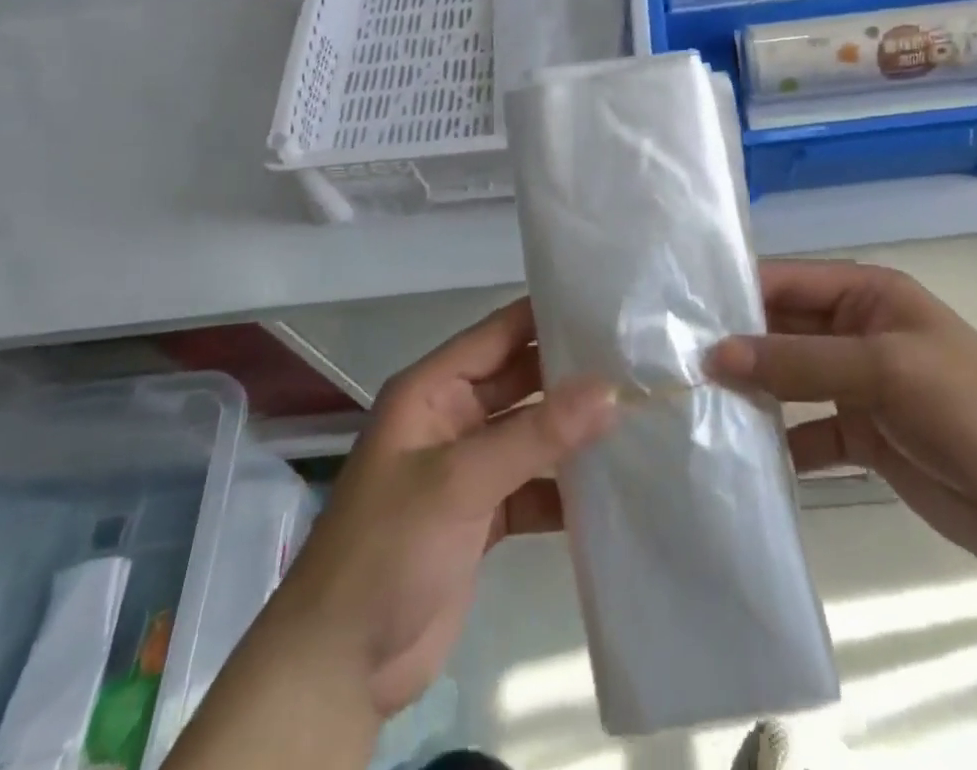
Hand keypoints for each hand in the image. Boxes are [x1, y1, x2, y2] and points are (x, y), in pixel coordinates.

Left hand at [270, 300, 615, 717]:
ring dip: (573, 433)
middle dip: (571, 376)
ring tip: (637, 418)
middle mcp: (451, 418)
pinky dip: (564, 489)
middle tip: (636, 364)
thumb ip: (537, 434)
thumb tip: (610, 389)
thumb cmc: (389, 548)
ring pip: (530, 434)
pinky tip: (610, 489)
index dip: (548, 317)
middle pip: (520, 381)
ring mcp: (467, 469)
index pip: (498, 333)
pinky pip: (532, 486)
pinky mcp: (482, 516)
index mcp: (432, 390)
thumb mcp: (462, 481)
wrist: (339, 668)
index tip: (608, 309)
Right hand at [707, 259, 976, 571]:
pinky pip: (807, 431)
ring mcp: (857, 385)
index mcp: (865, 294)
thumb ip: (797, 361)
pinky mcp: (862, 436)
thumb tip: (714, 354)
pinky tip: (742, 459)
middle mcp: (855, 331)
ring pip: (788, 381)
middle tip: (671, 365)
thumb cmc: (969, 408)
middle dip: (735, 346)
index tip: (676, 315)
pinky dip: (779, 443)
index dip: (735, 294)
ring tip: (691, 408)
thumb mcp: (882, 369)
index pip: (785, 281)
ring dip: (751, 395)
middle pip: (781, 330)